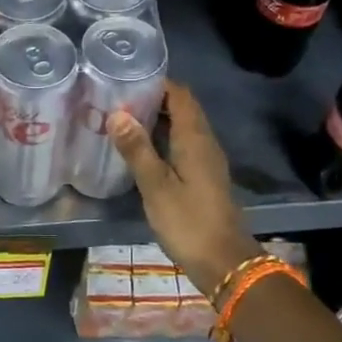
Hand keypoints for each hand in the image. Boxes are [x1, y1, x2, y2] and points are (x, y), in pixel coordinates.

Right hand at [107, 82, 259, 295]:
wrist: (223, 262)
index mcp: (195, 139)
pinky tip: (140, 150)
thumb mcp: (156, 186)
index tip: (127, 79)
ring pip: (182, 127)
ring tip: (122, 120)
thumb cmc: (188, 222)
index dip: (157, 82)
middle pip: (182, 108)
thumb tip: (118, 113)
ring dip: (157, 120)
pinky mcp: (203, 177)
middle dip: (153, 99)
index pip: (180, 95)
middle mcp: (204, 143)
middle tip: (117, 98)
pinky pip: (182, 145)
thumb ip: (137, 149)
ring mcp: (206, 161)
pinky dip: (162, 139)